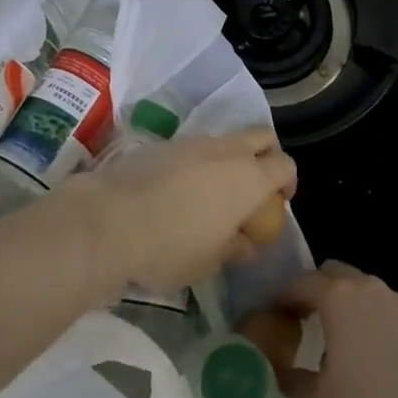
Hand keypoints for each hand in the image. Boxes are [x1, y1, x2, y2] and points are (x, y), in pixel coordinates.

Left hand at [59, 129, 295, 301]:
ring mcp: (194, 141)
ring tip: (214, 193)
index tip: (278, 203)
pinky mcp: (165, 143)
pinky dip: (200, 161)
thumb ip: (235, 247)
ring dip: (230, 158)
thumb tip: (245, 241)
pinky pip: (196, 146)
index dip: (287, 182)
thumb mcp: (210, 261)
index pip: (285, 165)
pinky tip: (181, 190)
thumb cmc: (170, 247)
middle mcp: (227, 151)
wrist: (110, 220)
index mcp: (249, 178)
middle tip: (255, 187)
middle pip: (262, 136)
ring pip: (227, 139)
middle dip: (266, 155)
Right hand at [276, 261, 397, 397]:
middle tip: (307, 318)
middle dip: (316, 289)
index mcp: (337, 297)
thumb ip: (293, 380)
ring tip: (342, 336)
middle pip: (332, 273)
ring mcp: (394, 297)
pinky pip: (384, 304)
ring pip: (361, 286)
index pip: (301, 283)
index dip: (285, 297)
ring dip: (346, 301)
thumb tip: (277, 370)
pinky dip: (372, 316)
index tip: (277, 315)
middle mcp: (365, 286)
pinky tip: (375, 348)